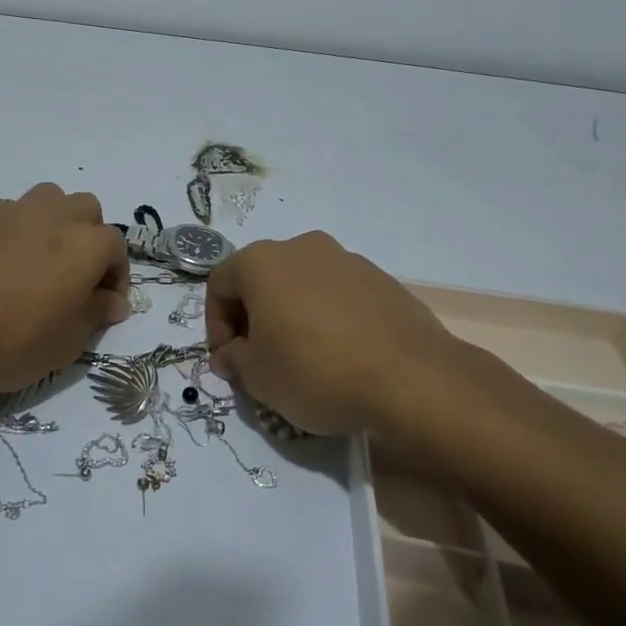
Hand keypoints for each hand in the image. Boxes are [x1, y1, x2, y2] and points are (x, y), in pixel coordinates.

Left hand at [0, 183, 130, 393]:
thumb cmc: (14, 340)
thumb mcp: (67, 342)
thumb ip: (95, 314)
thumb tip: (111, 302)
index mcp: (87, 244)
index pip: (116, 248)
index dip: (116, 277)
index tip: (106, 308)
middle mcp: (57, 216)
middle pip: (88, 211)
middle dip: (91, 239)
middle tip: (79, 278)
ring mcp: (16, 212)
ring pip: (52, 200)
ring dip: (58, 223)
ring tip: (46, 261)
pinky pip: (16, 215)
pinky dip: (23, 231)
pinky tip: (9, 265)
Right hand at [205, 231, 460, 435]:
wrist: (411, 378)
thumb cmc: (316, 371)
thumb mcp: (258, 377)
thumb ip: (234, 360)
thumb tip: (231, 354)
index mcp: (262, 262)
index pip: (219, 283)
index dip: (215, 325)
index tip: (228, 360)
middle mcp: (302, 248)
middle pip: (261, 279)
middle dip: (252, 318)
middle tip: (258, 360)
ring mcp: (346, 259)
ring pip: (301, 285)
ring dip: (290, 316)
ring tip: (302, 360)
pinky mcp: (380, 279)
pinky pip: (337, 295)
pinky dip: (327, 318)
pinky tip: (340, 355)